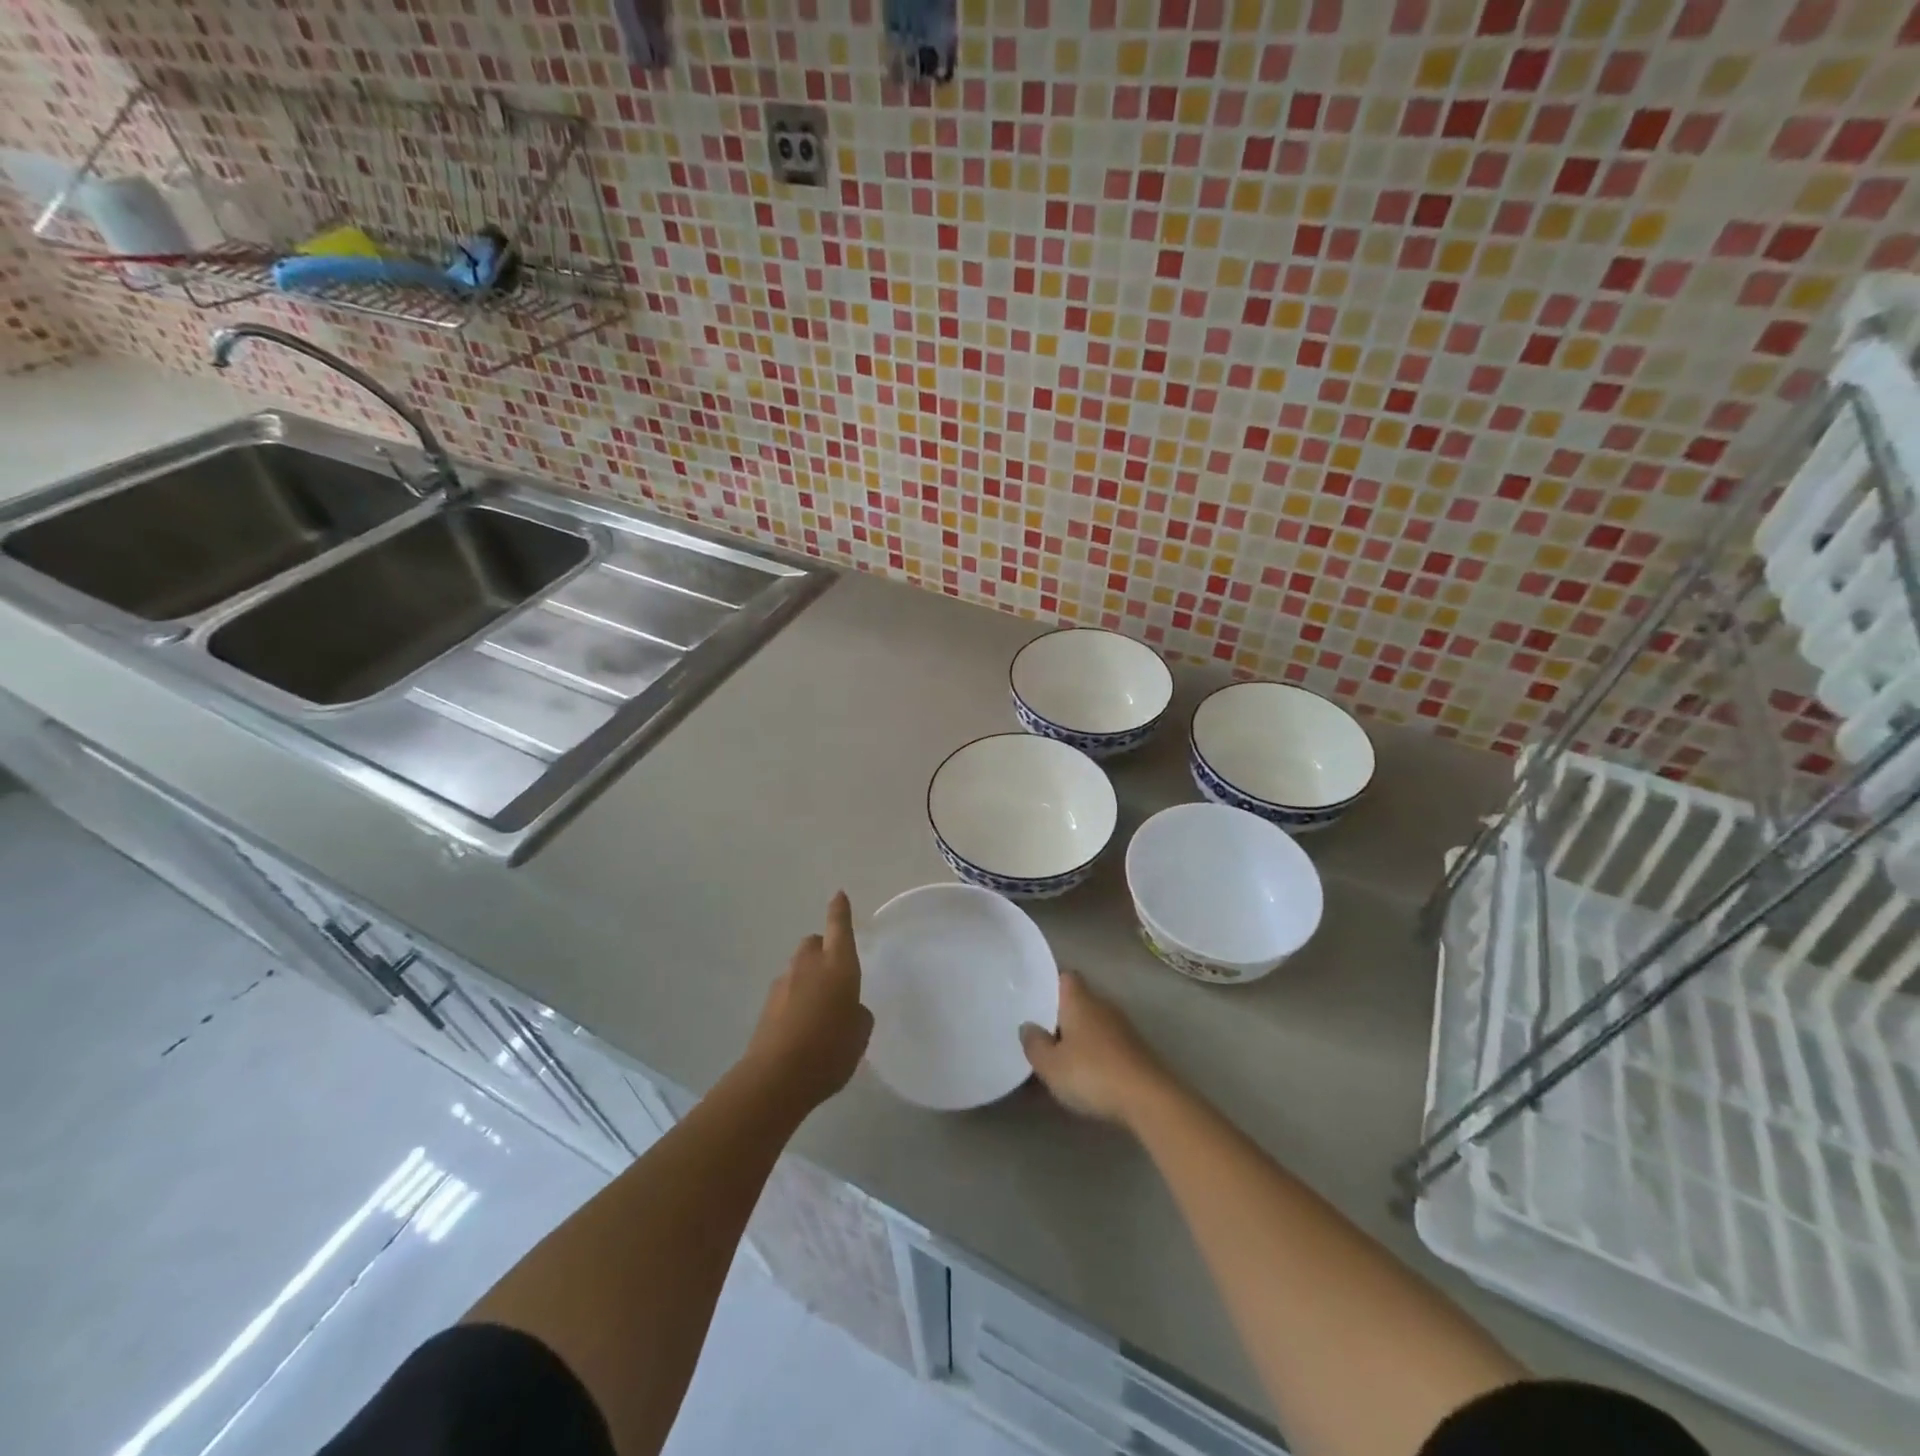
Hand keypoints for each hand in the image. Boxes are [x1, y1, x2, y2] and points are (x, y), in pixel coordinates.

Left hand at [744, 891, 873, 1109]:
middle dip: (823, 950)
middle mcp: (808, 966)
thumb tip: (847, 1008)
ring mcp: (783, 984)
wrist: (776, 1077)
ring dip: (808, 978)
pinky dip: (795, 1000)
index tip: (839, 895)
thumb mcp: (860, 1033)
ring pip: (798, 968)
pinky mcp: (766, 1006)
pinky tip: (802, 1028)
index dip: (840, 911)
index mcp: (838, 965)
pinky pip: (787, 992)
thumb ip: (857, 1014)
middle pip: (813, 943)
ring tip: (819, 1010)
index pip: (839, 927)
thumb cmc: (830, 1049)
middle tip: (834, 974)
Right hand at [1020, 971, 1166, 1125]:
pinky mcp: (1136, 1050)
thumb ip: (1034, 1044)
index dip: (1049, 984)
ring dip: (1077, 1038)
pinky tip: (1084, 1077)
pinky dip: (1093, 1055)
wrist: (1148, 1099)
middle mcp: (1102, 1006)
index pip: (1065, 977)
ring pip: (1092, 1025)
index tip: (1034, 999)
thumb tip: (1028, 1026)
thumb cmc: (1092, 1073)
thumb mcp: (1051, 1064)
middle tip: (1039, 1036)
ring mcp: (1122, 1028)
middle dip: (1060, 1017)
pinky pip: (1106, 1044)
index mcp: (1080, 1000)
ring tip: (1058, 1061)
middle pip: (1078, 1002)